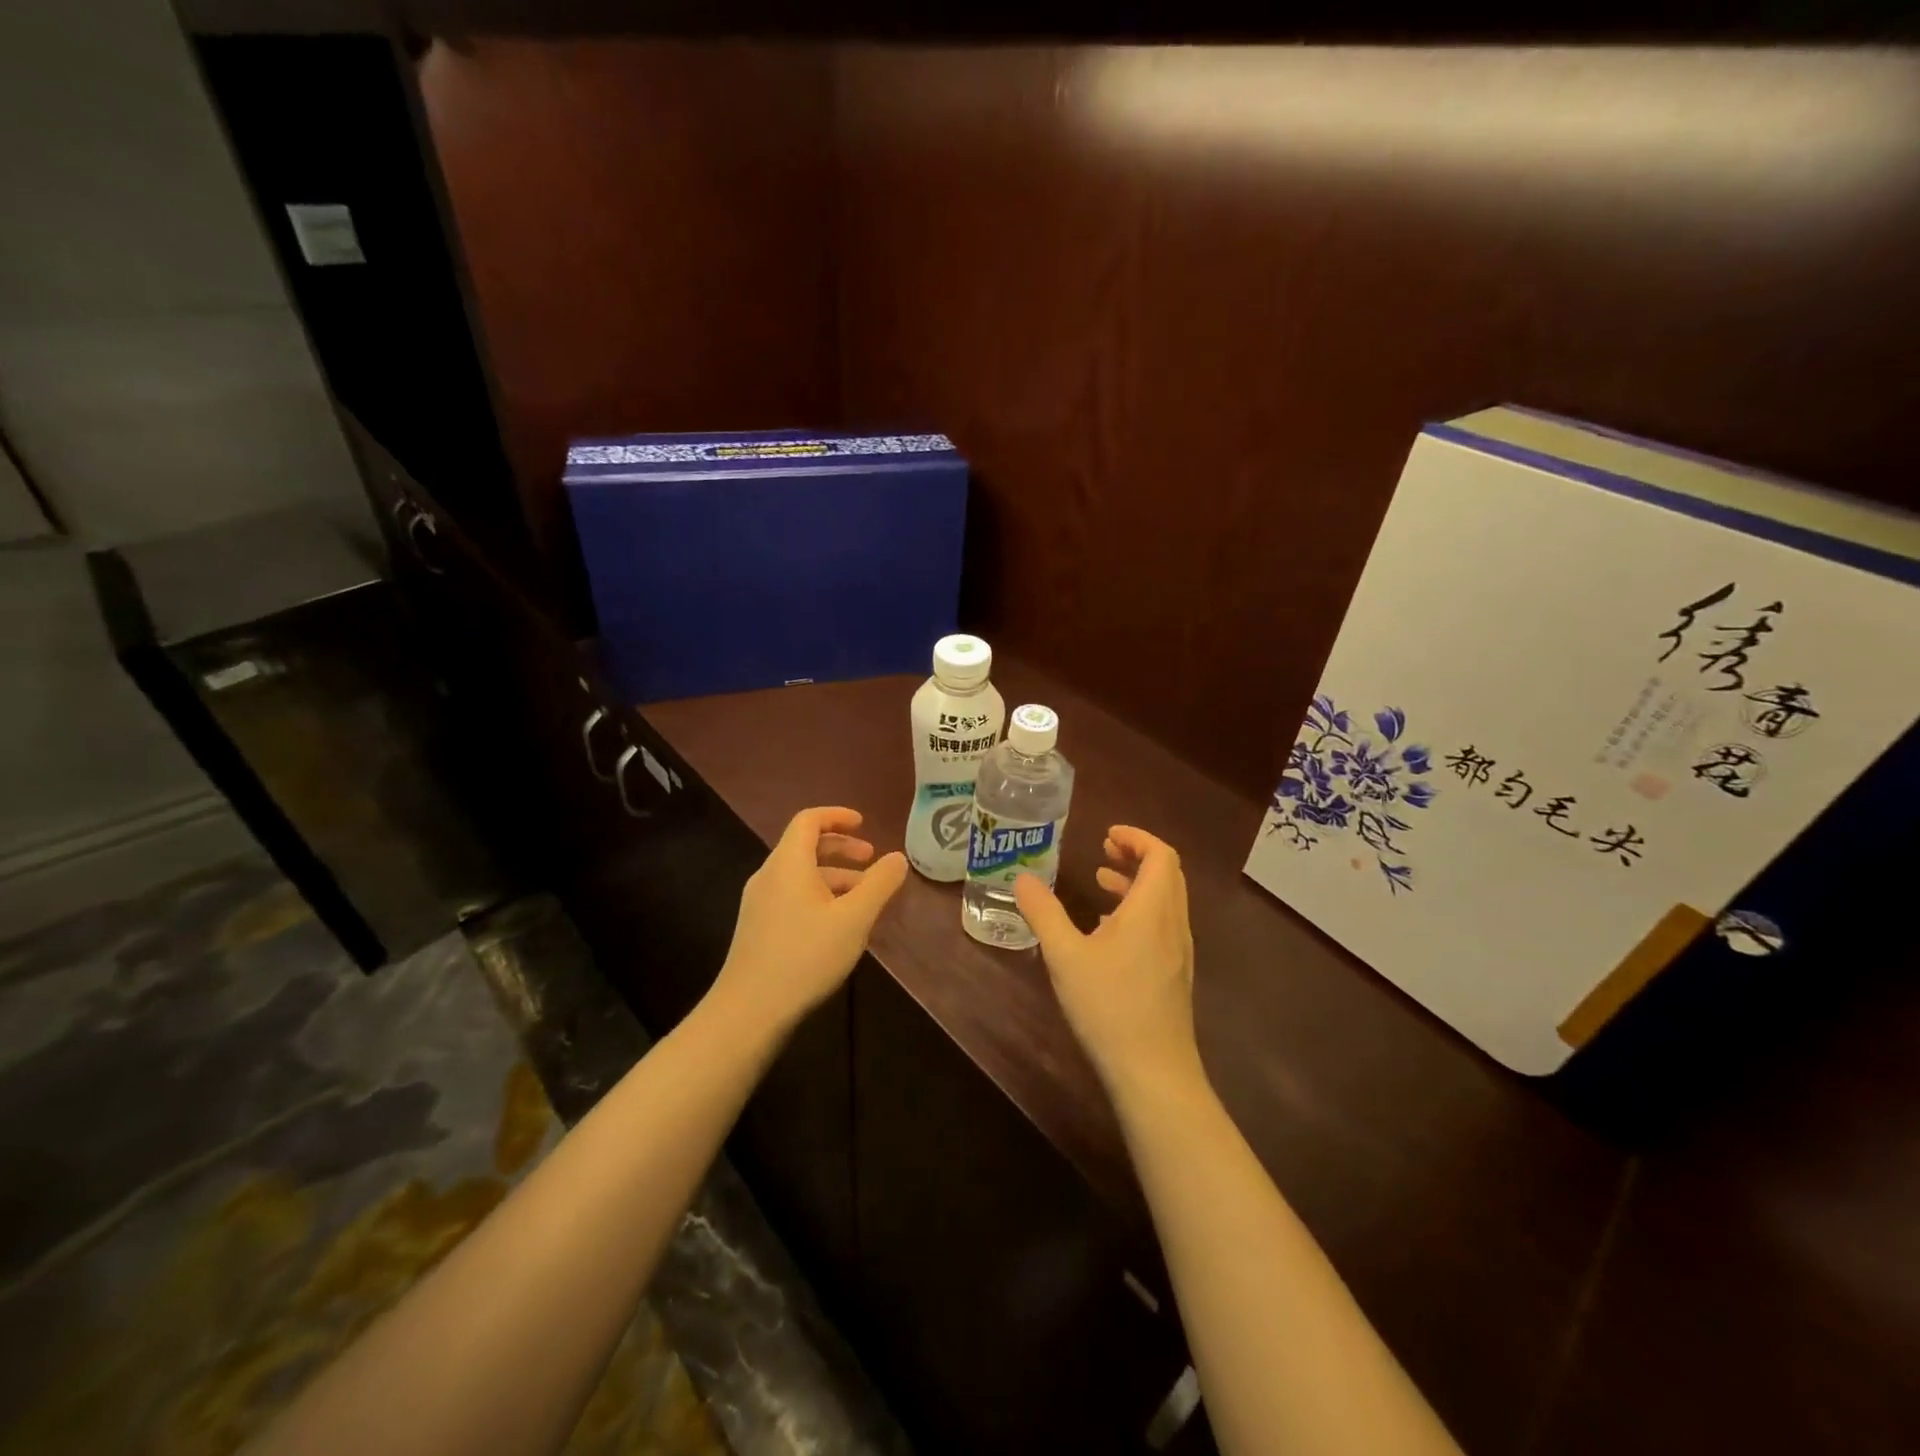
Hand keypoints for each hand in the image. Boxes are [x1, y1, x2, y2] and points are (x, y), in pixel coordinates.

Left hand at [710, 807, 907, 1033]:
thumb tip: (898, 857)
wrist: (749, 1010)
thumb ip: (879, 884)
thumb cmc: (805, 956)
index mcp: (788, 863)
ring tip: (864, 897)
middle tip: (871, 859)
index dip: (837, 816)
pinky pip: (792, 896)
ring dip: (834, 876)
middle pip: (804, 846)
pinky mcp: (758, 928)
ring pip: (800, 875)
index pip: (808, 820)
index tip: (864, 824)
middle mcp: (769, 875)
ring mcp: (759, 903)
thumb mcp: (854, 919)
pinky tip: (838, 924)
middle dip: (841, 848)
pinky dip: (819, 895)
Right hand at [1014, 825, 1204, 1103]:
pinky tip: (1109, 931)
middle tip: (1102, 851)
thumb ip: (1044, 913)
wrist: (1154, 1072)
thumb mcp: (1066, 956)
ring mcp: (1179, 951)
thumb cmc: (1109, 1006)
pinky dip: (1141, 910)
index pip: (1161, 855)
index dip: (1136, 838)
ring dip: (1137, 883)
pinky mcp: (1175, 974)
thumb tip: (1023, 878)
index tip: (1106, 835)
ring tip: (1101, 881)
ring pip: (1166, 900)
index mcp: (1153, 910)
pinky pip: (1163, 924)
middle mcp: (1173, 924)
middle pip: (1167, 874)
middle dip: (1136, 855)